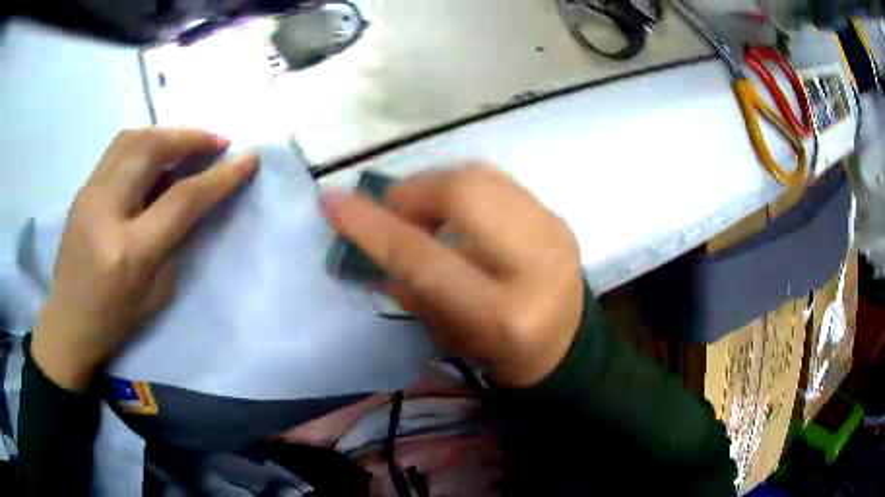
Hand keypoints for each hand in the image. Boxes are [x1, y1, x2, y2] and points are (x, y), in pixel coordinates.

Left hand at [32, 128, 258, 391]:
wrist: (67, 323)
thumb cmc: (114, 321)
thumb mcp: (157, 293)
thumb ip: (175, 241)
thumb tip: (191, 200)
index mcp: (129, 251)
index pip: (181, 200)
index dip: (220, 176)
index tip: (249, 159)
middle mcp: (106, 211)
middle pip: (151, 148)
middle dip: (191, 136)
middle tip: (217, 142)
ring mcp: (89, 195)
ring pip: (132, 138)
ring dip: (166, 133)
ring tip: (187, 144)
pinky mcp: (82, 190)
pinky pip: (117, 151)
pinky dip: (144, 144)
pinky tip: (155, 158)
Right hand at [324, 166, 584, 387]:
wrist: (565, 345)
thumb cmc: (500, 354)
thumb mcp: (447, 336)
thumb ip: (408, 288)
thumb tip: (370, 242)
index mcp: (502, 313)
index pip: (424, 257)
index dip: (373, 227)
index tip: (333, 201)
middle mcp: (535, 264)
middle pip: (463, 193)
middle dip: (412, 191)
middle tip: (392, 209)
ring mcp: (553, 231)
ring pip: (481, 176)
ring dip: (437, 184)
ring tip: (421, 208)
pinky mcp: (558, 218)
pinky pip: (499, 181)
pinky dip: (464, 186)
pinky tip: (456, 207)